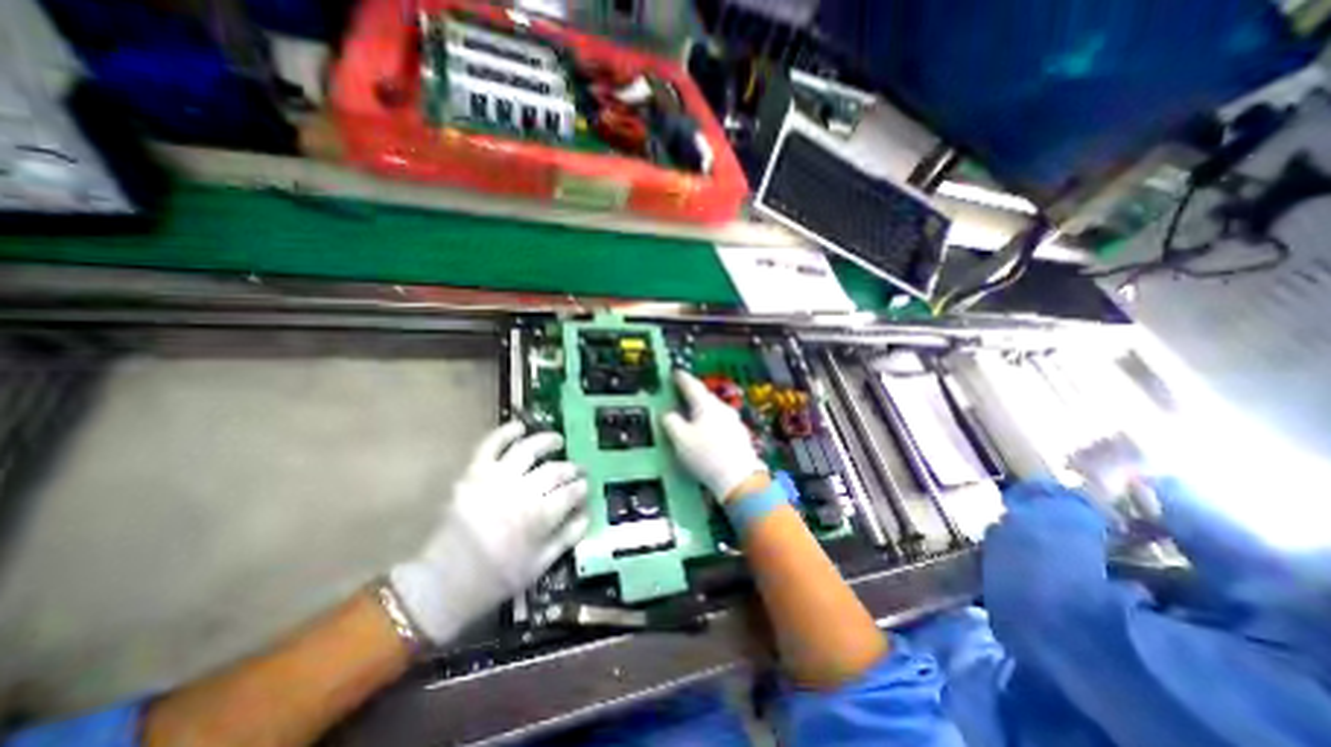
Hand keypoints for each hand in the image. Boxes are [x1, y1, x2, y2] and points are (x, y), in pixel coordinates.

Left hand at [388, 423, 589, 645]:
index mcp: (538, 517)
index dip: (582, 487)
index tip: (586, 486)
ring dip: (546, 441)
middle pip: (554, 470)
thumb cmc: (496, 579)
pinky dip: (504, 433)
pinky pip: (490, 446)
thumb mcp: (540, 566)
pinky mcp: (473, 475)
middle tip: (578, 469)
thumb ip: (567, 537)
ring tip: (557, 441)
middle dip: (571, 468)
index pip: (570, 492)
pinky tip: (519, 427)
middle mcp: (520, 492)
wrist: (443, 584)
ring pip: (527, 450)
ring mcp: (495, 480)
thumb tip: (587, 513)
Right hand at [666, 370, 771, 504]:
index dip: (682, 379)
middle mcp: (722, 408)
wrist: (739, 478)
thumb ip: (671, 422)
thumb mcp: (680, 439)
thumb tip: (668, 413)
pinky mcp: (740, 435)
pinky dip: (711, 421)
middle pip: (705, 396)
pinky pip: (721, 421)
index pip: (692, 386)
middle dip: (693, 394)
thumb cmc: (705, 455)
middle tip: (682, 393)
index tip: (675, 372)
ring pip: (714, 409)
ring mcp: (734, 421)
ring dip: (703, 409)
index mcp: (706, 405)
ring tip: (693, 414)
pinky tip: (708, 431)